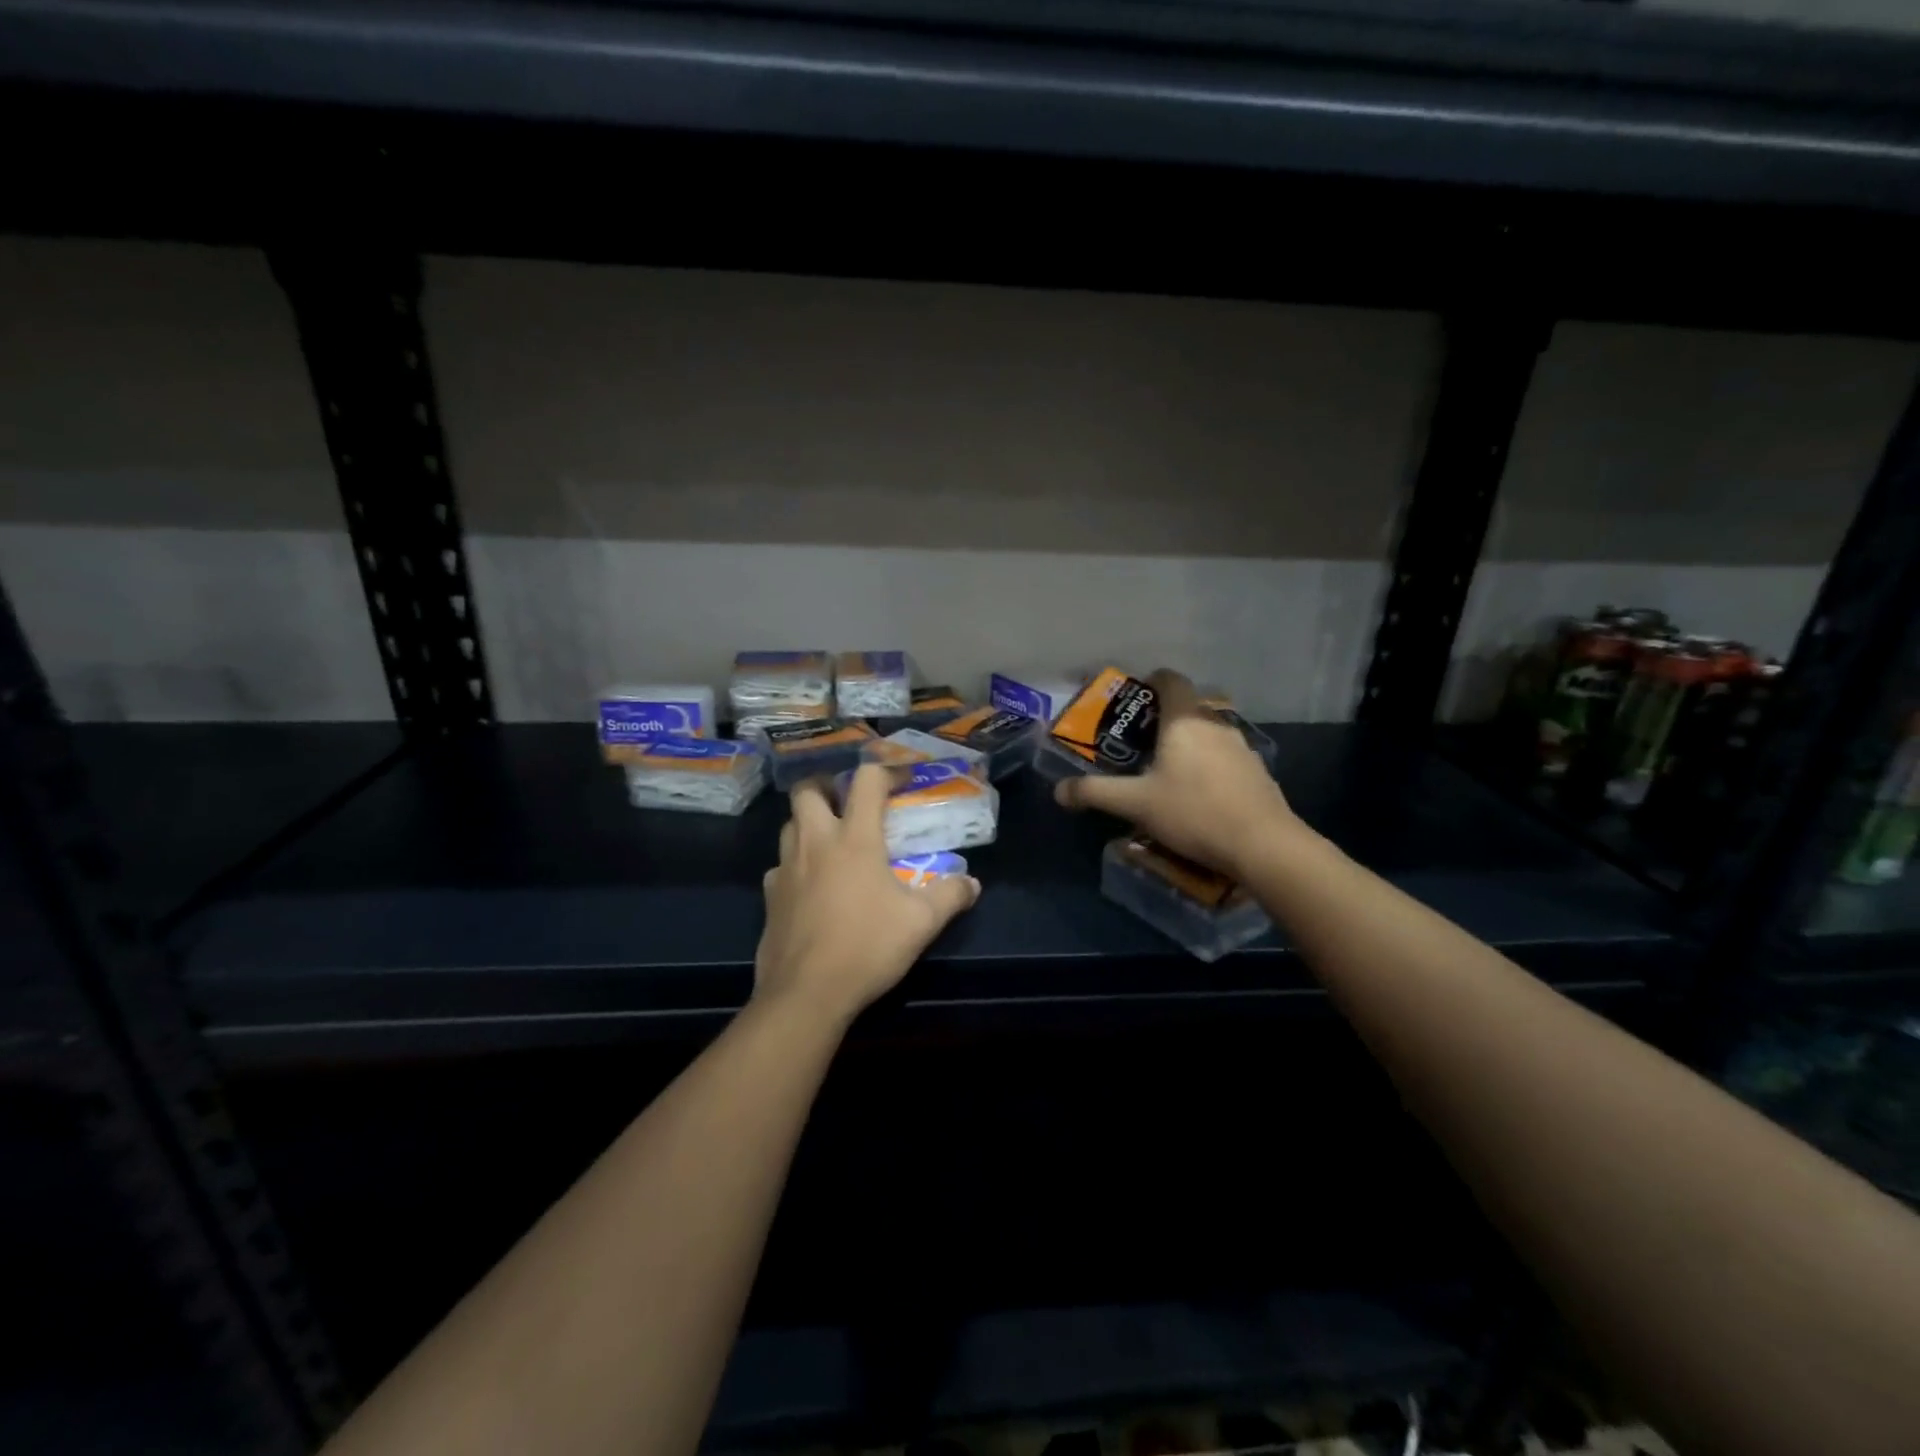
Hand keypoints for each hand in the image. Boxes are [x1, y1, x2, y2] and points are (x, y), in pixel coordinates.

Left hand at [756, 765, 981, 1026]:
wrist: (807, 993)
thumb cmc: (867, 946)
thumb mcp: (921, 922)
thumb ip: (949, 895)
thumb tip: (972, 883)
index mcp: (854, 838)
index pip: (866, 781)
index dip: (887, 771)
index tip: (903, 781)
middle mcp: (815, 843)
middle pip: (808, 790)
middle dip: (828, 786)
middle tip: (848, 802)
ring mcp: (785, 869)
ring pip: (789, 825)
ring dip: (809, 822)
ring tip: (831, 841)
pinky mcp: (769, 897)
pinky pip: (779, 866)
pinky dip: (796, 865)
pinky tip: (811, 886)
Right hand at [1053, 669, 1302, 877]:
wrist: (1263, 845)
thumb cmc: (1193, 812)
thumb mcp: (1135, 804)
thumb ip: (1095, 793)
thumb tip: (1059, 791)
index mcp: (1185, 720)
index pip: (1170, 680)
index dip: (1151, 681)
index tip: (1134, 696)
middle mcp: (1216, 724)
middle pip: (1188, 707)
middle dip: (1164, 719)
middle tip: (1140, 742)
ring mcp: (1242, 748)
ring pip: (1209, 734)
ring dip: (1188, 744)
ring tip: (1167, 771)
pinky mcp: (1257, 773)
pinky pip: (1226, 758)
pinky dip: (1209, 766)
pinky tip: (1199, 795)